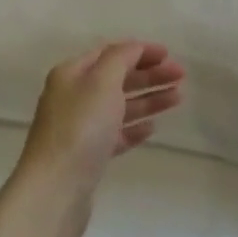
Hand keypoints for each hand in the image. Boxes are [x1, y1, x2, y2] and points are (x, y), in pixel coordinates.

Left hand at [13, 41, 184, 236]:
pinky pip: (116, 134)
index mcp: (71, 74)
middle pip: (117, 79)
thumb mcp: (102, 82)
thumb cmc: (81, 128)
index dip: (140, 51)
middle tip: (181, 76)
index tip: (169, 54)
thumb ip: (121, 58)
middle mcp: (73, 97)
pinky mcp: (88, 156)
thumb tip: (133, 48)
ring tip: (178, 98)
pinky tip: (152, 128)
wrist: (56, 188)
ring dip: (149, 99)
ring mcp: (80, 128)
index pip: (110, 53)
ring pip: (120, 107)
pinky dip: (135, 127)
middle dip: (149, 75)